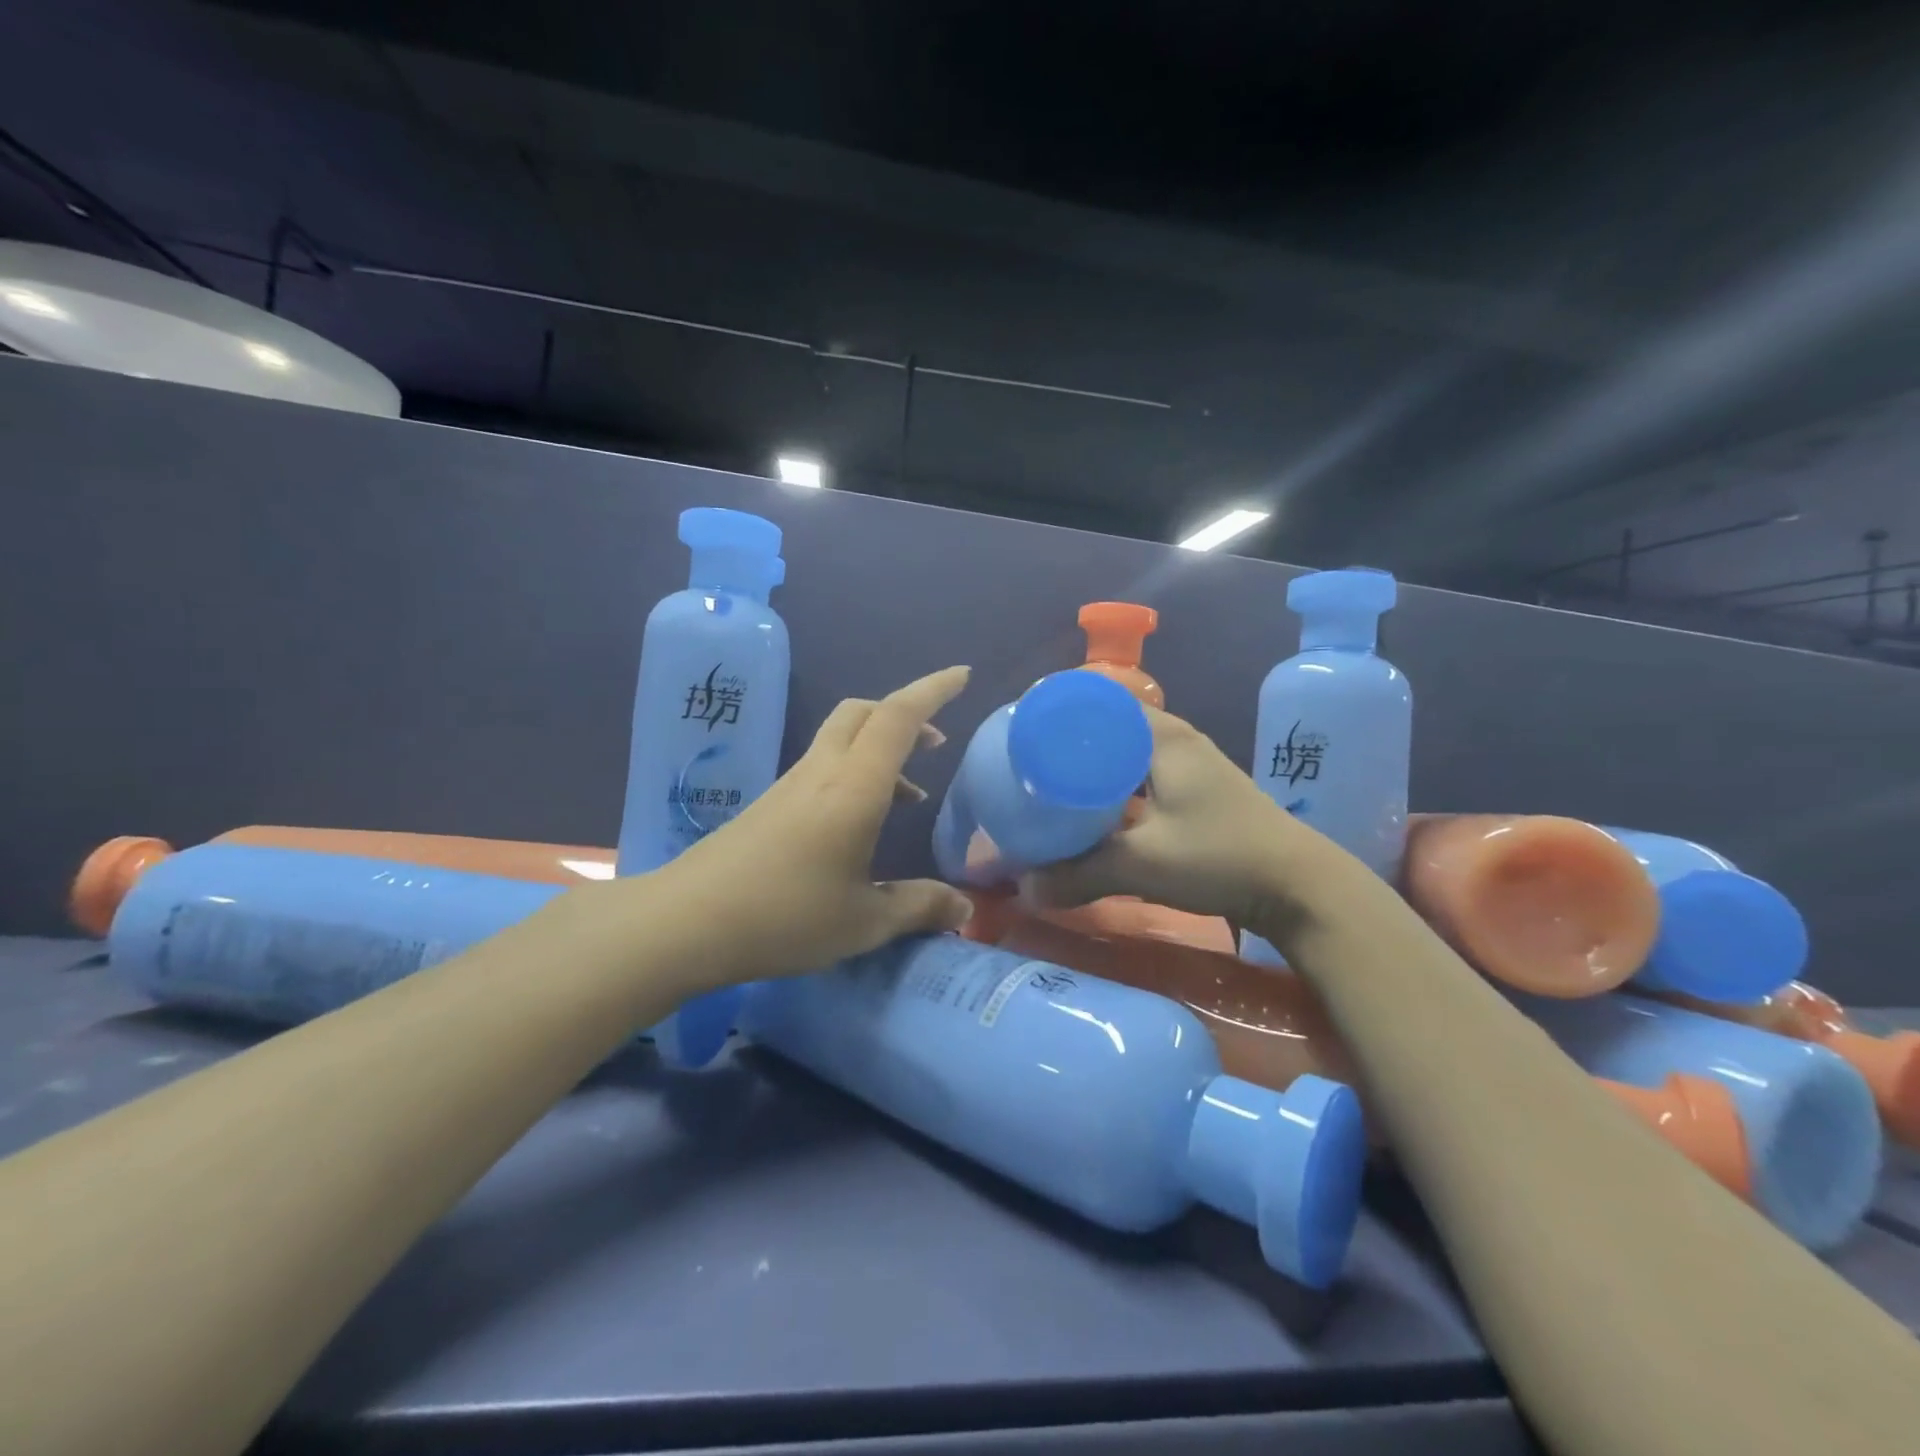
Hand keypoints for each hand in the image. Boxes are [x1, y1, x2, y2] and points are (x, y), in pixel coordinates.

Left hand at [655, 666, 976, 980]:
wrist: (685, 922)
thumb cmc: (785, 917)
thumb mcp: (864, 922)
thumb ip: (919, 907)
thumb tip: (964, 911)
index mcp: (854, 787)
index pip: (898, 717)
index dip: (933, 691)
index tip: (962, 676)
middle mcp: (822, 772)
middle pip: (864, 712)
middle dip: (905, 712)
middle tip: (936, 740)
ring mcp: (791, 785)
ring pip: (843, 738)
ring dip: (881, 747)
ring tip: (910, 794)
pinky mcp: (770, 803)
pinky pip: (824, 766)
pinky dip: (856, 773)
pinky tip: (860, 824)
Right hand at [1022, 707, 1342, 929]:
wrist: (1298, 886)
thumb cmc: (1220, 857)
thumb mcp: (1142, 864)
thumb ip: (1079, 874)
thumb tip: (1024, 888)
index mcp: (1160, 735)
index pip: (1098, 699)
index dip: (1057, 709)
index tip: (1019, 729)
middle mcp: (1173, 737)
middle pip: (1107, 724)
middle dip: (1066, 739)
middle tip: (1024, 760)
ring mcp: (1188, 762)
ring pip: (1124, 750)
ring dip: (1090, 762)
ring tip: (1048, 781)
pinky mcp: (1195, 788)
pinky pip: (1139, 771)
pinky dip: (1112, 782)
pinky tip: (1092, 806)